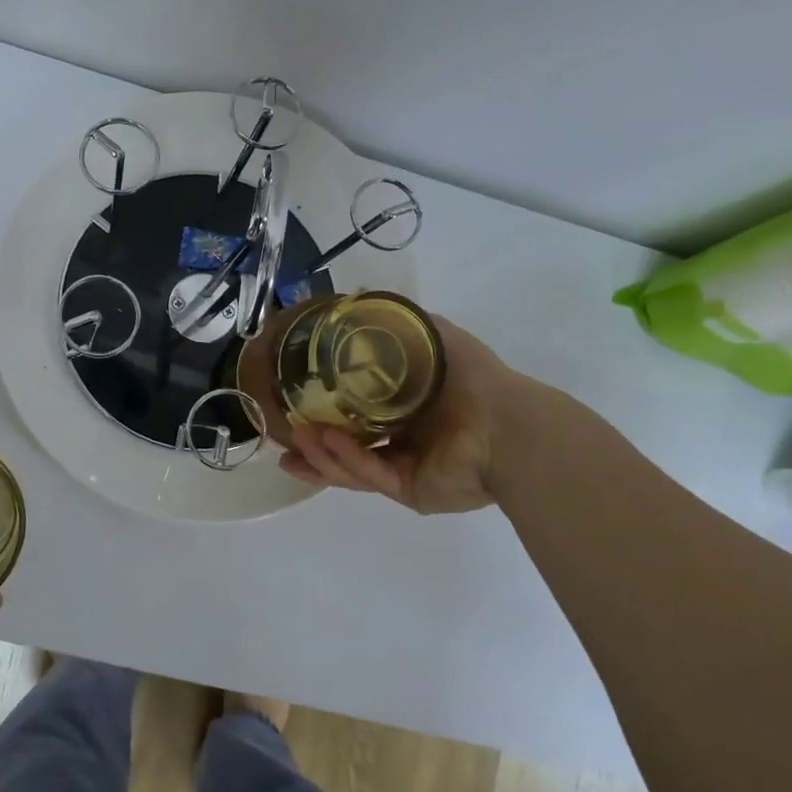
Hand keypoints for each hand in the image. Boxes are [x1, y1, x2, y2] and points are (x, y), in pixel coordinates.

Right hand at [280, 316, 511, 513]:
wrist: (507, 423)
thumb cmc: (471, 377)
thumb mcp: (432, 336)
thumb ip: (398, 324)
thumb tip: (358, 299)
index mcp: (409, 410)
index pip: (359, 414)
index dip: (327, 410)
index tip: (295, 403)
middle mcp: (406, 441)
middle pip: (348, 446)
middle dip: (314, 444)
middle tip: (284, 436)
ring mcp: (407, 469)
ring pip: (352, 466)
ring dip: (321, 455)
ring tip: (294, 441)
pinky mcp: (411, 492)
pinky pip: (371, 475)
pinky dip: (346, 461)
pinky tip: (323, 442)